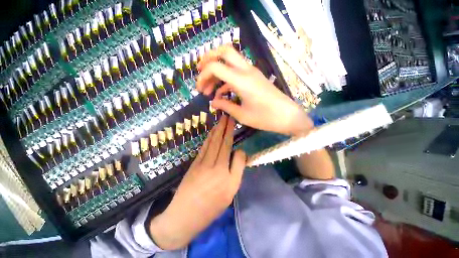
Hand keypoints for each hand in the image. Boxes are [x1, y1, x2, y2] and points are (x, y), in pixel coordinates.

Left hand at [149, 115, 245, 249]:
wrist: (185, 216)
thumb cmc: (211, 207)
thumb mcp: (231, 193)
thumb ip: (237, 171)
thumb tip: (239, 152)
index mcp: (228, 177)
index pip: (234, 152)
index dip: (232, 136)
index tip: (233, 124)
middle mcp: (216, 167)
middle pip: (222, 143)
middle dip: (225, 128)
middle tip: (228, 116)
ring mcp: (203, 164)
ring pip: (212, 143)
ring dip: (217, 130)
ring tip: (221, 120)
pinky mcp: (195, 164)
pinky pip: (204, 148)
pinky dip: (209, 138)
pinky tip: (211, 132)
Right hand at [196, 45, 313, 135]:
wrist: (288, 116)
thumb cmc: (266, 118)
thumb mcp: (242, 115)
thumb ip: (225, 106)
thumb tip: (212, 102)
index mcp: (242, 80)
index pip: (215, 67)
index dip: (203, 76)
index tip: (198, 89)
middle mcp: (246, 71)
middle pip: (224, 51)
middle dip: (208, 59)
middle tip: (199, 73)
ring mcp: (252, 72)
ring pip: (230, 61)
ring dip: (217, 72)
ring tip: (208, 90)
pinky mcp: (255, 77)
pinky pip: (237, 73)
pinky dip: (226, 80)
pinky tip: (222, 93)